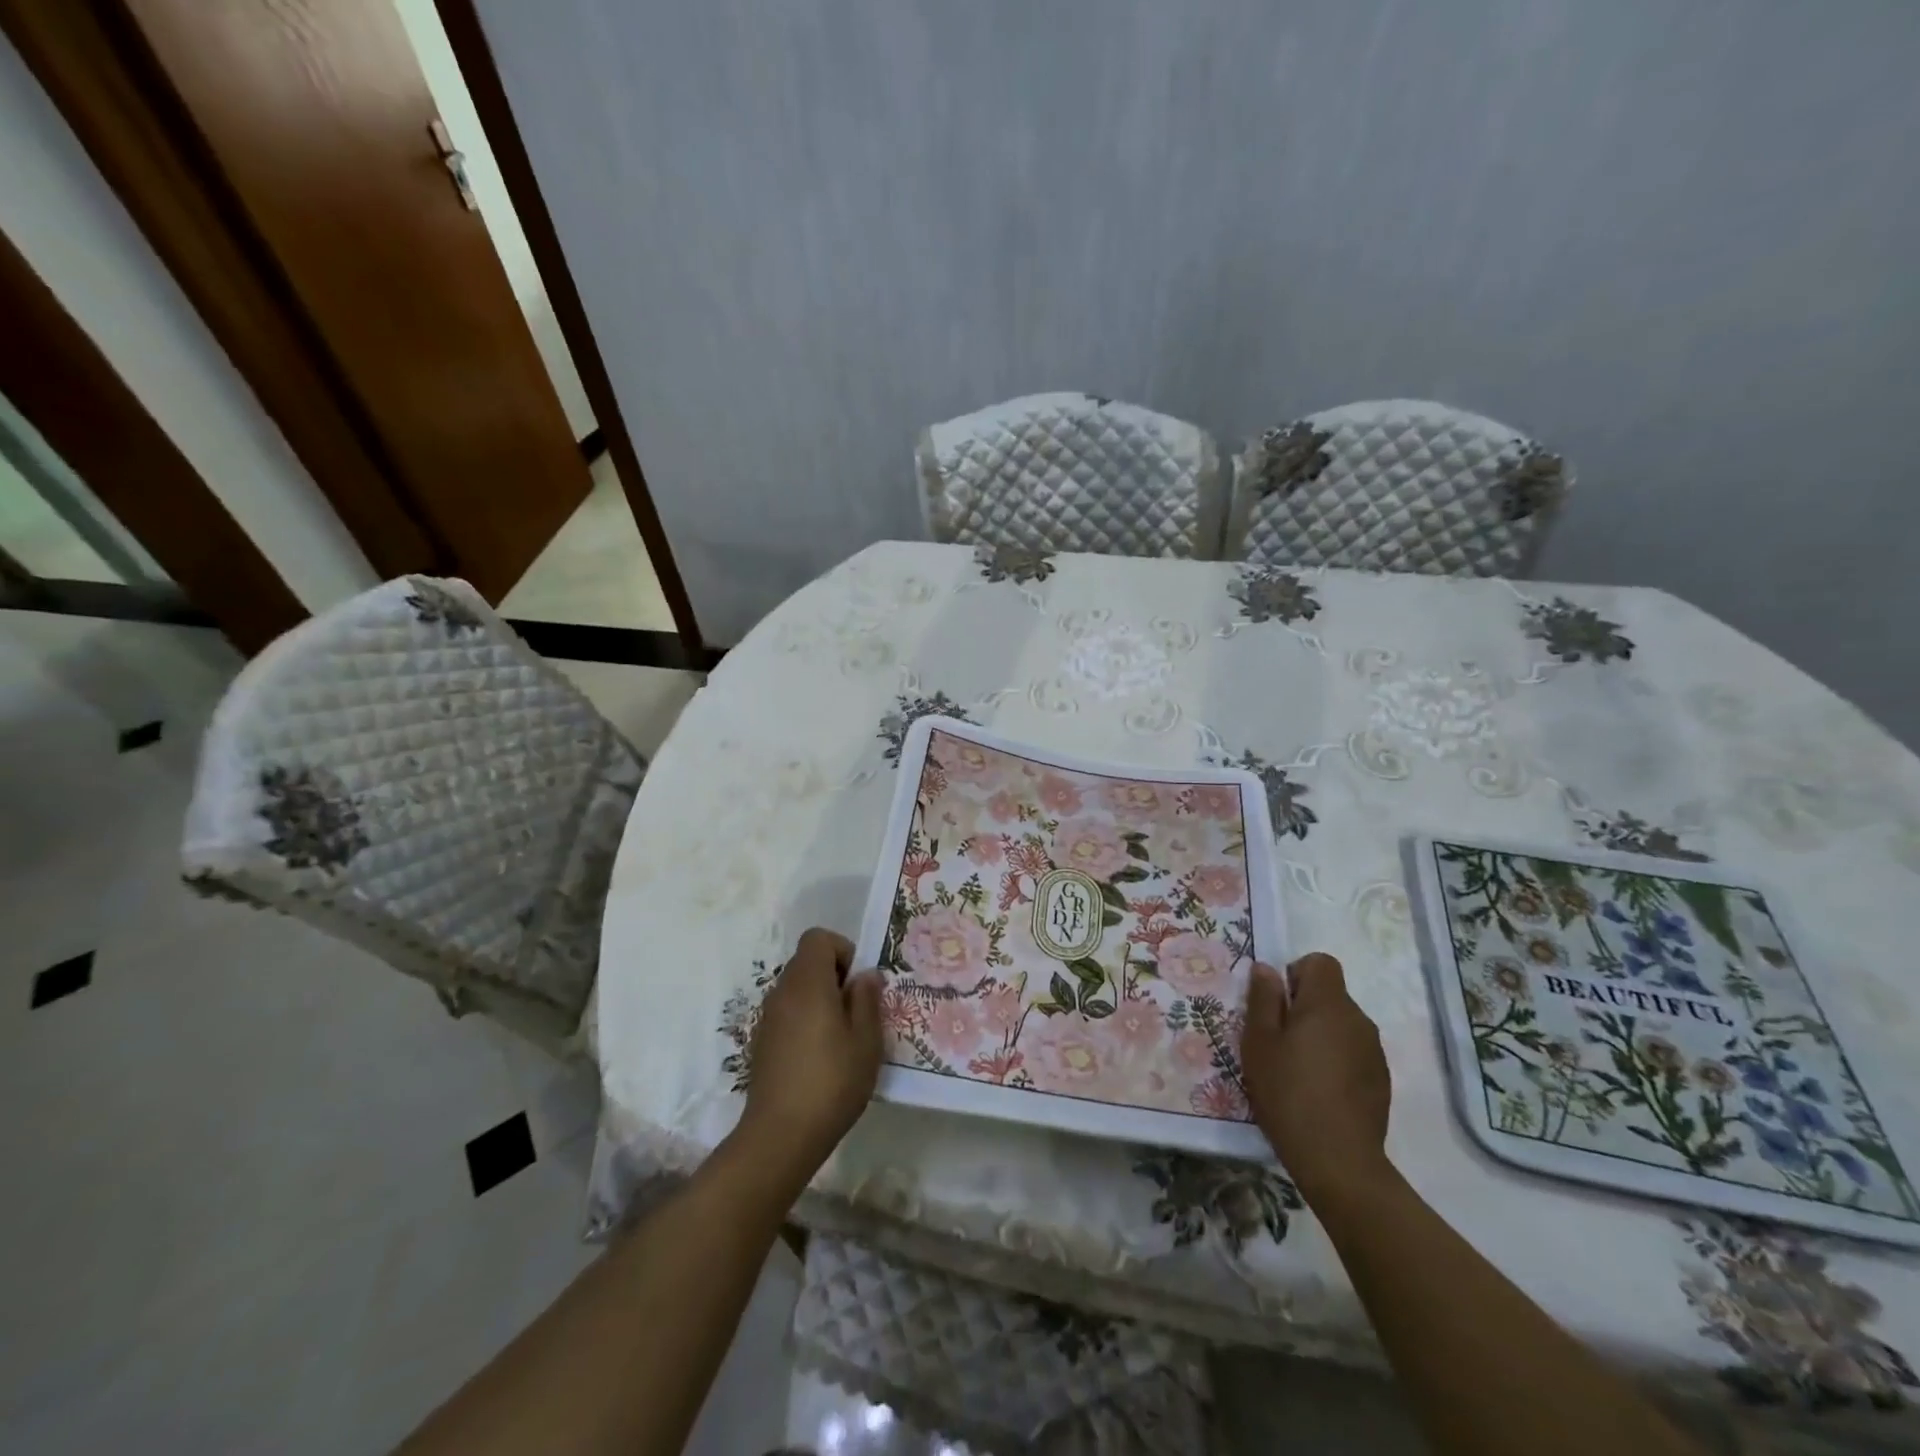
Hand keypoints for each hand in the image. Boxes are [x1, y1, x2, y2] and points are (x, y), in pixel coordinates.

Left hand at [735, 928, 882, 1184]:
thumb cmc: (832, 1082)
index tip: (856, 984)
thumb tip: (866, 974)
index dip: (841, 950)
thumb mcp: (866, 1041)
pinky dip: (804, 1019)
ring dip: (819, 999)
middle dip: (834, 976)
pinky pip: (787, 1012)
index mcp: (808, 983)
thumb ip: (867, 1000)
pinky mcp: (761, 1041)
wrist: (780, 1135)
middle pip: (806, 961)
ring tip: (840, 1037)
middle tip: (855, 1012)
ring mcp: (767, 1017)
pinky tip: (818, 1056)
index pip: (818, 938)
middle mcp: (782, 992)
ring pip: (796, 988)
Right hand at [1242, 953, 1392, 1202]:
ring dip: (1320, 1034)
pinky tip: (1319, 1090)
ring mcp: (1374, 1051)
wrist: (1338, 1161)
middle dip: (1304, 1007)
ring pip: (1341, 1024)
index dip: (1296, 974)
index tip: (1278, 1004)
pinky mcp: (1381, 1080)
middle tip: (1278, 1040)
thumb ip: (1263, 999)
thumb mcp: (1259, 1042)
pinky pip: (1353, 1051)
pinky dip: (1335, 1059)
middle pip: (1331, 994)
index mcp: (1328, 1004)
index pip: (1321, 963)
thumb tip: (1267, 969)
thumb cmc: (1289, 1092)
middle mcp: (1358, 1019)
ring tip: (1297, 1068)